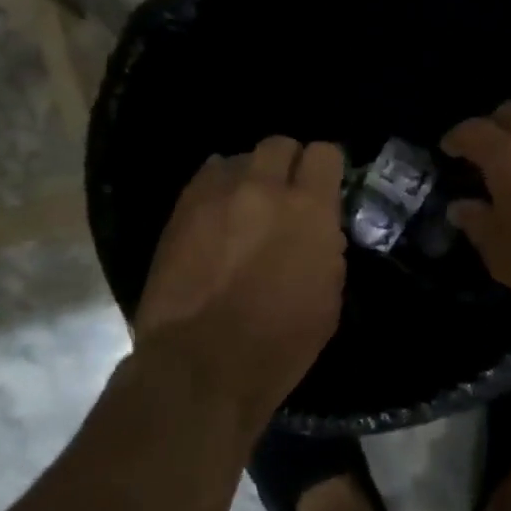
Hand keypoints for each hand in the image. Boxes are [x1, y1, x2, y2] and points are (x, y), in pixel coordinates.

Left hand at [136, 136, 346, 410]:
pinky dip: (217, 189)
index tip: (323, 186)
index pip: (324, 153)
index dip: (325, 168)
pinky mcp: (182, 209)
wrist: (200, 366)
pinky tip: (216, 216)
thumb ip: (327, 249)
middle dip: (287, 164)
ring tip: (245, 206)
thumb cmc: (278, 344)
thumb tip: (319, 230)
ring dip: (249, 176)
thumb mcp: (328, 299)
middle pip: (279, 144)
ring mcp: (218, 194)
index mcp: (309, 209)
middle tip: (284, 193)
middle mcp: (264, 188)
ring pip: (239, 158)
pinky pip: (206, 177)